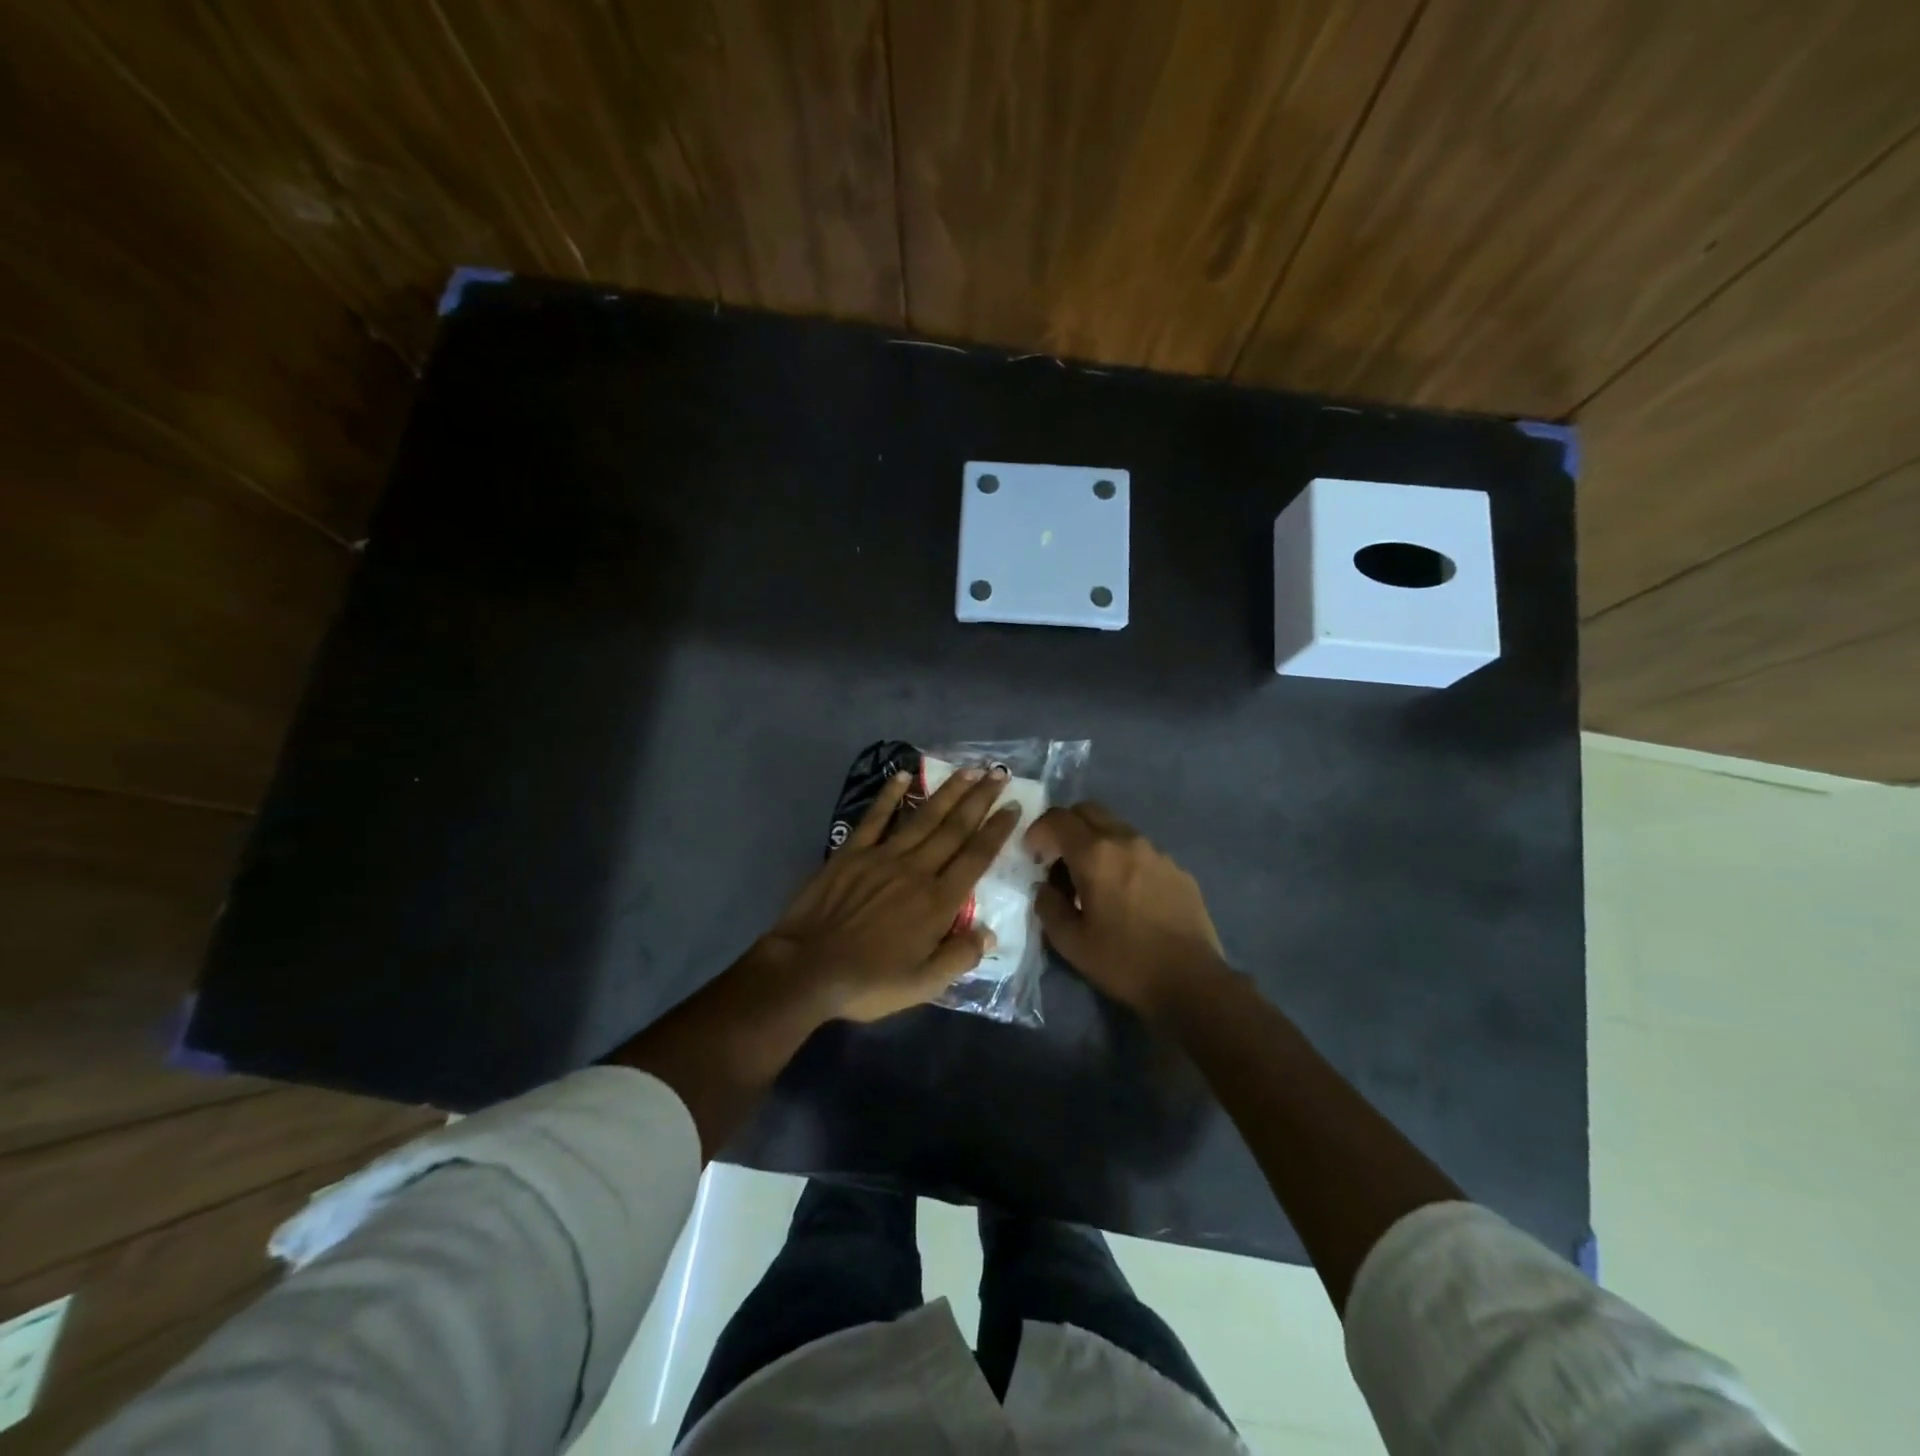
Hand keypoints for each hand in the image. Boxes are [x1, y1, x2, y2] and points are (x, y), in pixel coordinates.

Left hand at [761, 764, 1021, 1022]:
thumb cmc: (869, 982)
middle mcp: (916, 870)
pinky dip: (889, 795)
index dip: (997, 830)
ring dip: (947, 791)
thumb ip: (960, 957)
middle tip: (998, 773)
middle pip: (955, 829)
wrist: (808, 970)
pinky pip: (875, 818)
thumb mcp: (923, 985)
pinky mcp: (851, 853)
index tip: (1014, 806)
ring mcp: (882, 857)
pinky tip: (903, 775)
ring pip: (923, 817)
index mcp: (938, 902)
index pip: (976, 857)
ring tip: (968, 769)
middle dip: (979, 799)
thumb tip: (991, 933)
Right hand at [1026, 803, 1228, 1020]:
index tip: (1032, 855)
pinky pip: (1140, 850)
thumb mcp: (1070, 942)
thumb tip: (1045, 886)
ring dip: (1095, 842)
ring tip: (1092, 879)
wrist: (1191, 981)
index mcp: (1096, 854)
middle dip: (1066, 827)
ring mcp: (1157, 852)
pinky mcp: (1177, 868)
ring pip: (1116, 828)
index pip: (1058, 819)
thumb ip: (1048, 906)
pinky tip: (1125, 893)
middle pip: (1088, 811)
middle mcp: (1127, 841)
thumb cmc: (1123, 962)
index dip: (1038, 830)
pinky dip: (1122, 858)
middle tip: (1057, 858)